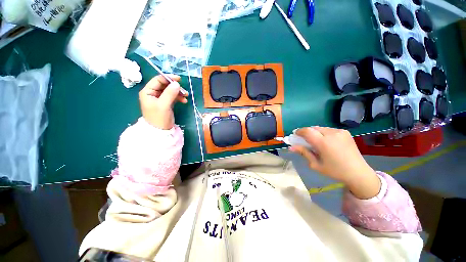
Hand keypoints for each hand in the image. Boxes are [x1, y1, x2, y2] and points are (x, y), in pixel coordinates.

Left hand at [139, 75, 187, 129]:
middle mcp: (153, 93)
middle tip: (184, 90)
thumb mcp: (164, 105)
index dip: (168, 78)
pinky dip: (178, 98)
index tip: (179, 80)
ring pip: (170, 91)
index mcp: (148, 92)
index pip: (158, 80)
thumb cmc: (159, 118)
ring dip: (178, 93)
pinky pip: (173, 97)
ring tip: (186, 96)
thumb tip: (177, 83)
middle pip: (165, 85)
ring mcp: (159, 98)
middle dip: (175, 87)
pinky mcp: (165, 103)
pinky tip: (184, 101)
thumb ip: (170, 93)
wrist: (160, 131)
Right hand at [290, 127, 380, 198]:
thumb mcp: (316, 165)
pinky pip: (328, 129)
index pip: (307, 131)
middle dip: (306, 132)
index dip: (299, 131)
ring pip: (320, 128)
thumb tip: (291, 147)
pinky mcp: (345, 132)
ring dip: (315, 133)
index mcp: (324, 143)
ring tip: (316, 142)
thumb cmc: (335, 171)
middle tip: (304, 140)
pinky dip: (323, 133)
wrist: (358, 172)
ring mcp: (340, 132)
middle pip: (313, 128)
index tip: (295, 135)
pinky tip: (326, 141)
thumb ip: (304, 153)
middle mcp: (332, 134)